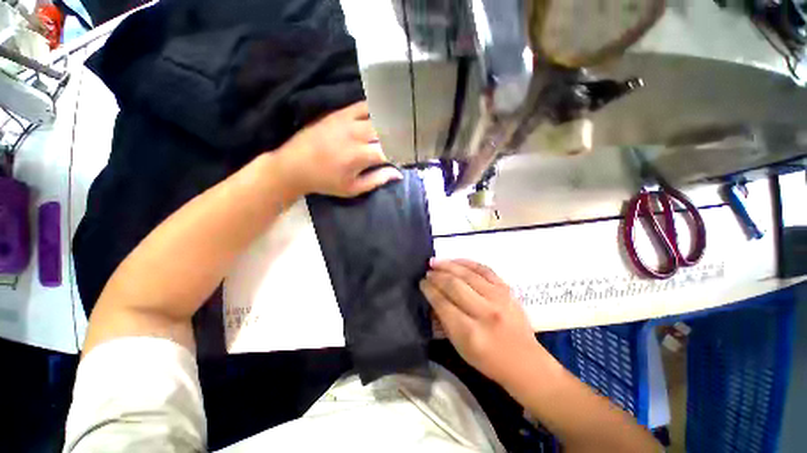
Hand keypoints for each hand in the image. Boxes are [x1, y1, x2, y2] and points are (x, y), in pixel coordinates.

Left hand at [276, 101, 401, 196]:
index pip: (391, 151)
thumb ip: (377, 180)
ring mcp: (347, 121)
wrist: (294, 165)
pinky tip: (380, 114)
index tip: (406, 158)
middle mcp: (357, 135)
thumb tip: (399, 173)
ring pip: (378, 116)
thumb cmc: (326, 181)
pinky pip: (362, 105)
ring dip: (390, 123)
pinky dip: (374, 109)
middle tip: (404, 143)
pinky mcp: (339, 113)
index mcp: (361, 156)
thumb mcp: (353, 188)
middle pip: (388, 131)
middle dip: (399, 137)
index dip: (402, 154)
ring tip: (397, 128)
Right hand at [420, 259, 547, 384]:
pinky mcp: (507, 290)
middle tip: (427, 272)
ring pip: (467, 274)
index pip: (443, 303)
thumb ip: (445, 322)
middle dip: (436, 276)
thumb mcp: (461, 348)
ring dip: (448, 265)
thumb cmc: (489, 361)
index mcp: (470, 332)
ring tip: (435, 262)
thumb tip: (433, 298)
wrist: (526, 362)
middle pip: (454, 285)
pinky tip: (455, 261)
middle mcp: (485, 312)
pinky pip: (484, 269)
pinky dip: (467, 262)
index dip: (429, 290)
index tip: (422, 283)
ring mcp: (498, 298)